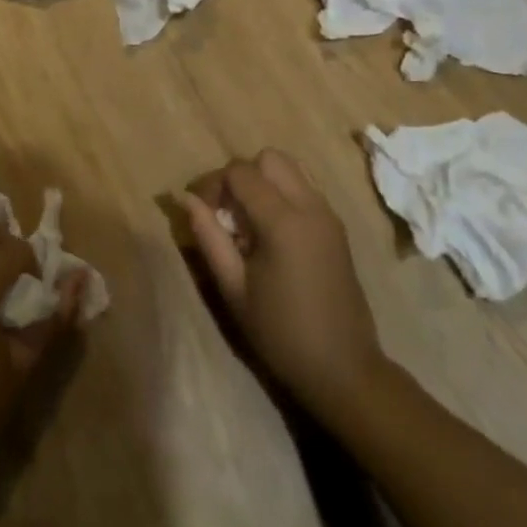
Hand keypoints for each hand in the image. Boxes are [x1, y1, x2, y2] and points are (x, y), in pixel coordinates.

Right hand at [182, 150, 389, 433]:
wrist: (343, 369)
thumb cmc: (281, 333)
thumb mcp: (234, 288)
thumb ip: (208, 236)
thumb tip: (183, 198)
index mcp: (283, 221)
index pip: (240, 172)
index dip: (212, 183)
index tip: (199, 211)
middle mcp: (310, 206)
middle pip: (268, 158)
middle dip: (240, 175)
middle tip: (224, 211)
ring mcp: (328, 214)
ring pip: (290, 168)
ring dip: (263, 182)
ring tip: (247, 221)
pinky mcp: (337, 227)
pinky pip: (304, 188)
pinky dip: (282, 194)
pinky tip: (270, 233)